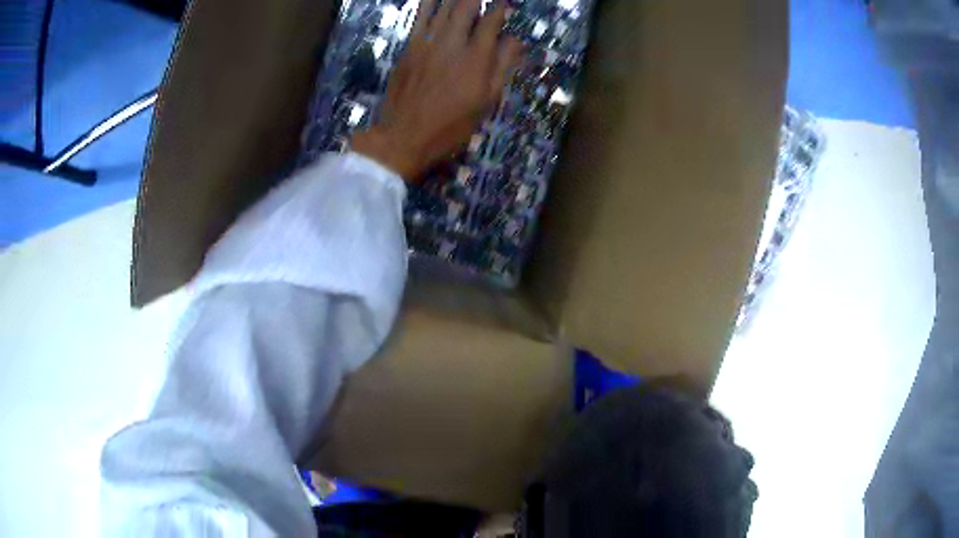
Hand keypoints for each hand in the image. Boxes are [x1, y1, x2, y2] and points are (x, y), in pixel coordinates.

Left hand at [352, 0, 522, 180]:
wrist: (404, 136)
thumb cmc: (451, 125)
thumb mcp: (485, 102)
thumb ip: (501, 66)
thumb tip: (514, 40)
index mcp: (476, 59)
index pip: (491, 22)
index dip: (500, 9)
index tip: (504, 6)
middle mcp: (453, 43)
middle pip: (466, 7)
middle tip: (481, 1)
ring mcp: (428, 43)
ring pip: (443, 8)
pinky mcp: (409, 47)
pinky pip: (420, 17)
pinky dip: (428, 3)